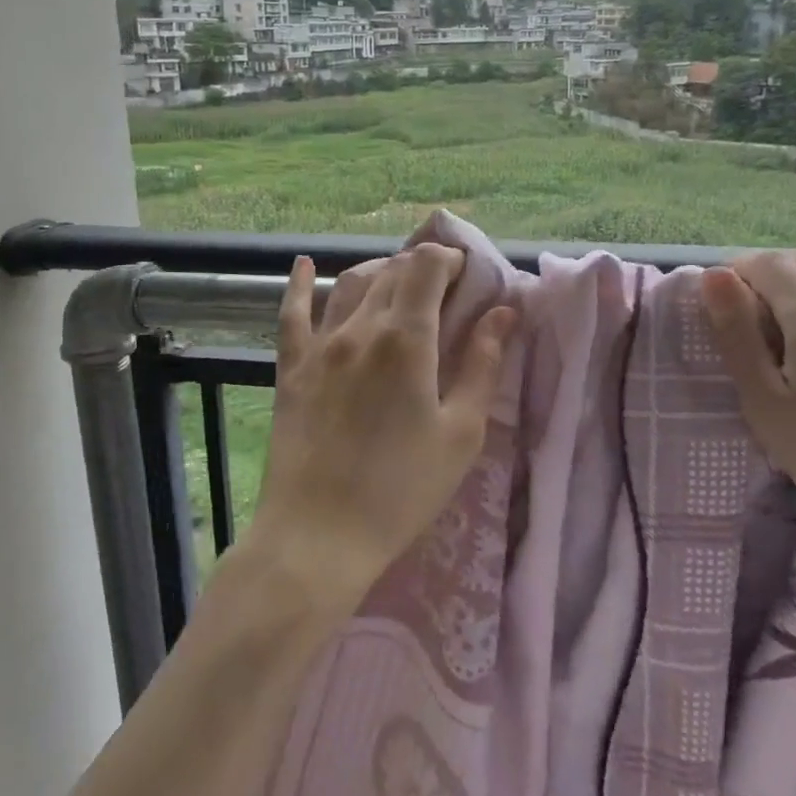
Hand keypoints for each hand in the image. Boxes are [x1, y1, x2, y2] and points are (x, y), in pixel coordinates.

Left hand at [250, 247, 516, 613]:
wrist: (319, 537)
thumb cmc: (402, 489)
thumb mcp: (460, 433)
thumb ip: (483, 365)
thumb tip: (504, 313)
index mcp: (406, 340)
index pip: (426, 266)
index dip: (449, 258)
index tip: (466, 273)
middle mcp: (360, 328)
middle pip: (392, 271)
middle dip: (421, 267)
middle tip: (442, 287)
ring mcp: (320, 346)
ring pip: (350, 285)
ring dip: (379, 272)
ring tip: (398, 281)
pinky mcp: (291, 369)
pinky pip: (293, 314)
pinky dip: (301, 285)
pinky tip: (304, 265)